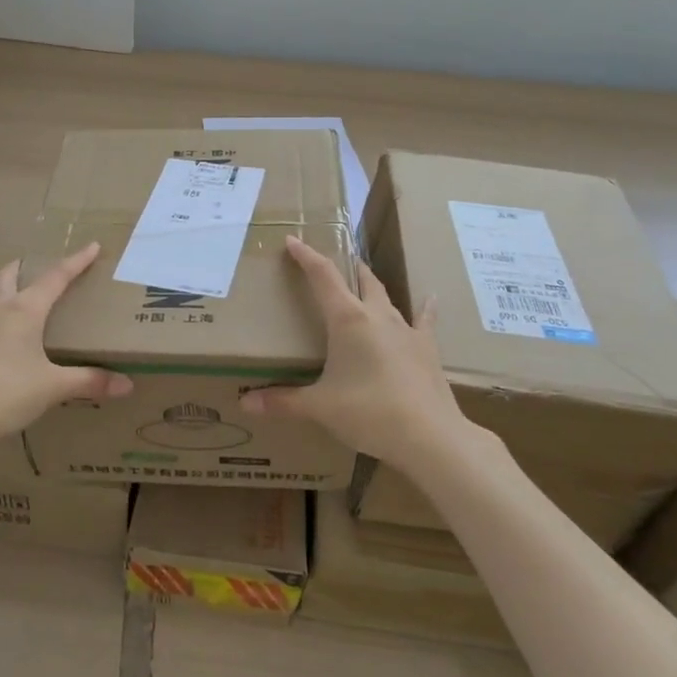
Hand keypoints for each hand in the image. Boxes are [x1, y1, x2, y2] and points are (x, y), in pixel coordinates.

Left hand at [0, 243, 132, 450]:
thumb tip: (127, 384)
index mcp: (23, 311)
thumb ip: (90, 382)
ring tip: (24, 310)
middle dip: (27, 267)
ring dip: (8, 294)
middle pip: (10, 275)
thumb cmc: (5, 395)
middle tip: (43, 270)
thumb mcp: (53, 388)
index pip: (55, 277)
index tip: (92, 246)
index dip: (76, 261)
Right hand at [240, 236, 468, 466]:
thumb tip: (245, 403)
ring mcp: (405, 330)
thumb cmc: (369, 413)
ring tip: (363, 279)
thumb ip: (283, 401)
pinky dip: (425, 309)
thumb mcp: (320, 408)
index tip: (293, 240)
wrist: (430, 436)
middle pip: (359, 278)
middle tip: (330, 262)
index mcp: (347, 320)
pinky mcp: (426, 349)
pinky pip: (424, 321)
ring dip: (371, 286)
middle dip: (344, 266)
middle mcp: (377, 316)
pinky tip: (431, 298)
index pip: (323, 276)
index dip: (307, 256)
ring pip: (386, 296)